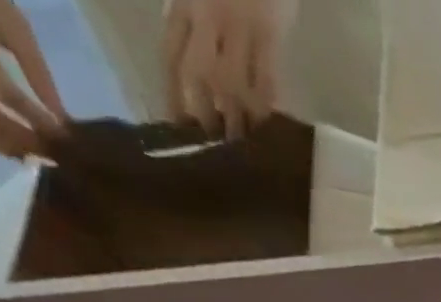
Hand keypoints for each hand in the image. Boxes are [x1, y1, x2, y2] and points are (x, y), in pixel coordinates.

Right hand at [0, 0, 66, 158]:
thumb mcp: (16, 26)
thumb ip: (38, 72)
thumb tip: (63, 121)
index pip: (3, 92)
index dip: (37, 122)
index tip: (64, 138)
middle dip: (23, 143)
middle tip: (53, 154)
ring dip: (8, 147)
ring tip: (38, 153)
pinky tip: (13, 144)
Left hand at [164, 0, 295, 137]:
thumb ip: (195, 30)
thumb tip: (200, 87)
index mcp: (183, 4)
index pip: (171, 57)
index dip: (172, 97)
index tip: (178, 132)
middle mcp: (207, 13)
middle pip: (199, 74)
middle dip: (205, 114)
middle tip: (215, 148)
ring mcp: (240, 24)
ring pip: (233, 83)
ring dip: (237, 119)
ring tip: (242, 148)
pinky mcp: (270, 33)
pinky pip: (266, 80)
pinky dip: (265, 107)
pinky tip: (267, 128)